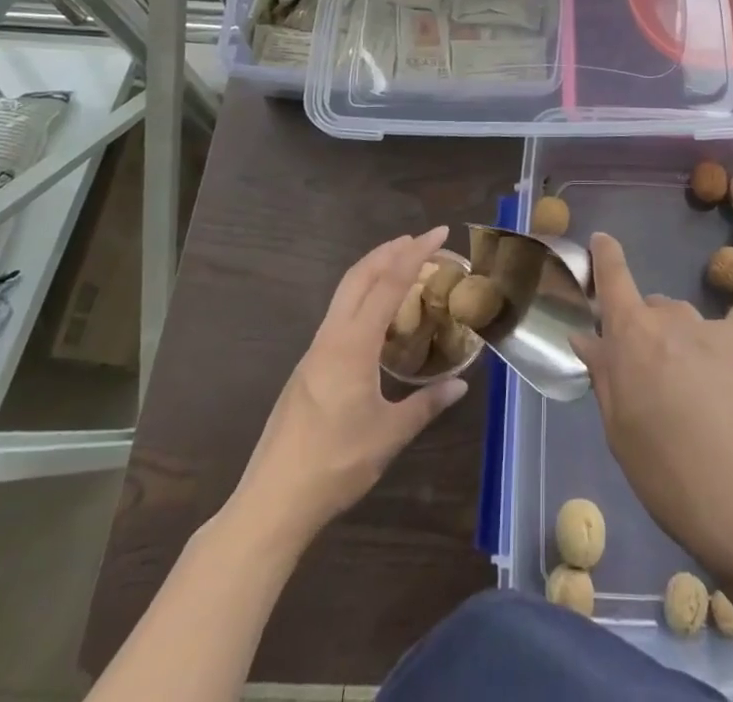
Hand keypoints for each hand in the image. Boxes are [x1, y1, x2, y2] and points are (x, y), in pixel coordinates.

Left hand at [234, 227, 468, 540]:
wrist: (272, 500)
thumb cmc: (334, 465)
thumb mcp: (389, 436)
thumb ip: (426, 405)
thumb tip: (460, 385)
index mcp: (353, 345)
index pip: (388, 284)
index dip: (416, 254)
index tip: (438, 233)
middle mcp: (331, 337)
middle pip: (359, 276)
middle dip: (390, 250)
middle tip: (420, 240)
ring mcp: (315, 351)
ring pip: (344, 292)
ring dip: (373, 270)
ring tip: (401, 265)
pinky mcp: (307, 367)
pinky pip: (339, 313)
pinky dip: (362, 294)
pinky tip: (376, 315)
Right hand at [571, 232, 732, 582]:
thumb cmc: (673, 479)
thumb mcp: (621, 433)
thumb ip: (605, 375)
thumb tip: (588, 337)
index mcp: (637, 336)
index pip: (614, 278)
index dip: (605, 257)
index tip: (601, 240)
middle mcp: (680, 320)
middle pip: (658, 311)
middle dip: (652, 334)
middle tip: (657, 382)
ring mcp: (727, 331)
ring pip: (698, 331)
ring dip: (693, 353)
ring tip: (706, 407)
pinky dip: (730, 370)